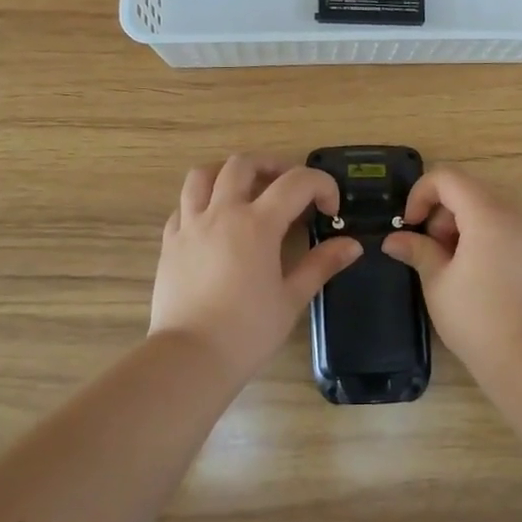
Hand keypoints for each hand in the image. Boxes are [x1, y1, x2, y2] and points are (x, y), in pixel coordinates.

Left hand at [149, 155, 362, 377]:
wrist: (190, 358)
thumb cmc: (248, 331)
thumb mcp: (292, 298)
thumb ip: (321, 264)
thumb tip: (352, 244)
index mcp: (257, 223)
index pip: (296, 182)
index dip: (321, 185)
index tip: (330, 209)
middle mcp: (221, 213)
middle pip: (243, 164)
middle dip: (272, 165)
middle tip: (288, 186)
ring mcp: (190, 225)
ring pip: (202, 175)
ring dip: (227, 173)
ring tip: (245, 190)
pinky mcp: (169, 242)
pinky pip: (183, 206)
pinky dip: (201, 202)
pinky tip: (214, 222)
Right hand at [382, 168, 521, 362]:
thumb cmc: (476, 317)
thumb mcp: (437, 281)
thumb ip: (417, 250)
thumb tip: (394, 239)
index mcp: (486, 215)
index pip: (448, 178)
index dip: (421, 193)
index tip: (409, 224)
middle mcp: (511, 216)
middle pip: (467, 191)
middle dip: (439, 213)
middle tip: (427, 250)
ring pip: (484, 211)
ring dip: (457, 227)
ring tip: (446, 266)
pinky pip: (500, 230)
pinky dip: (478, 239)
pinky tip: (469, 276)